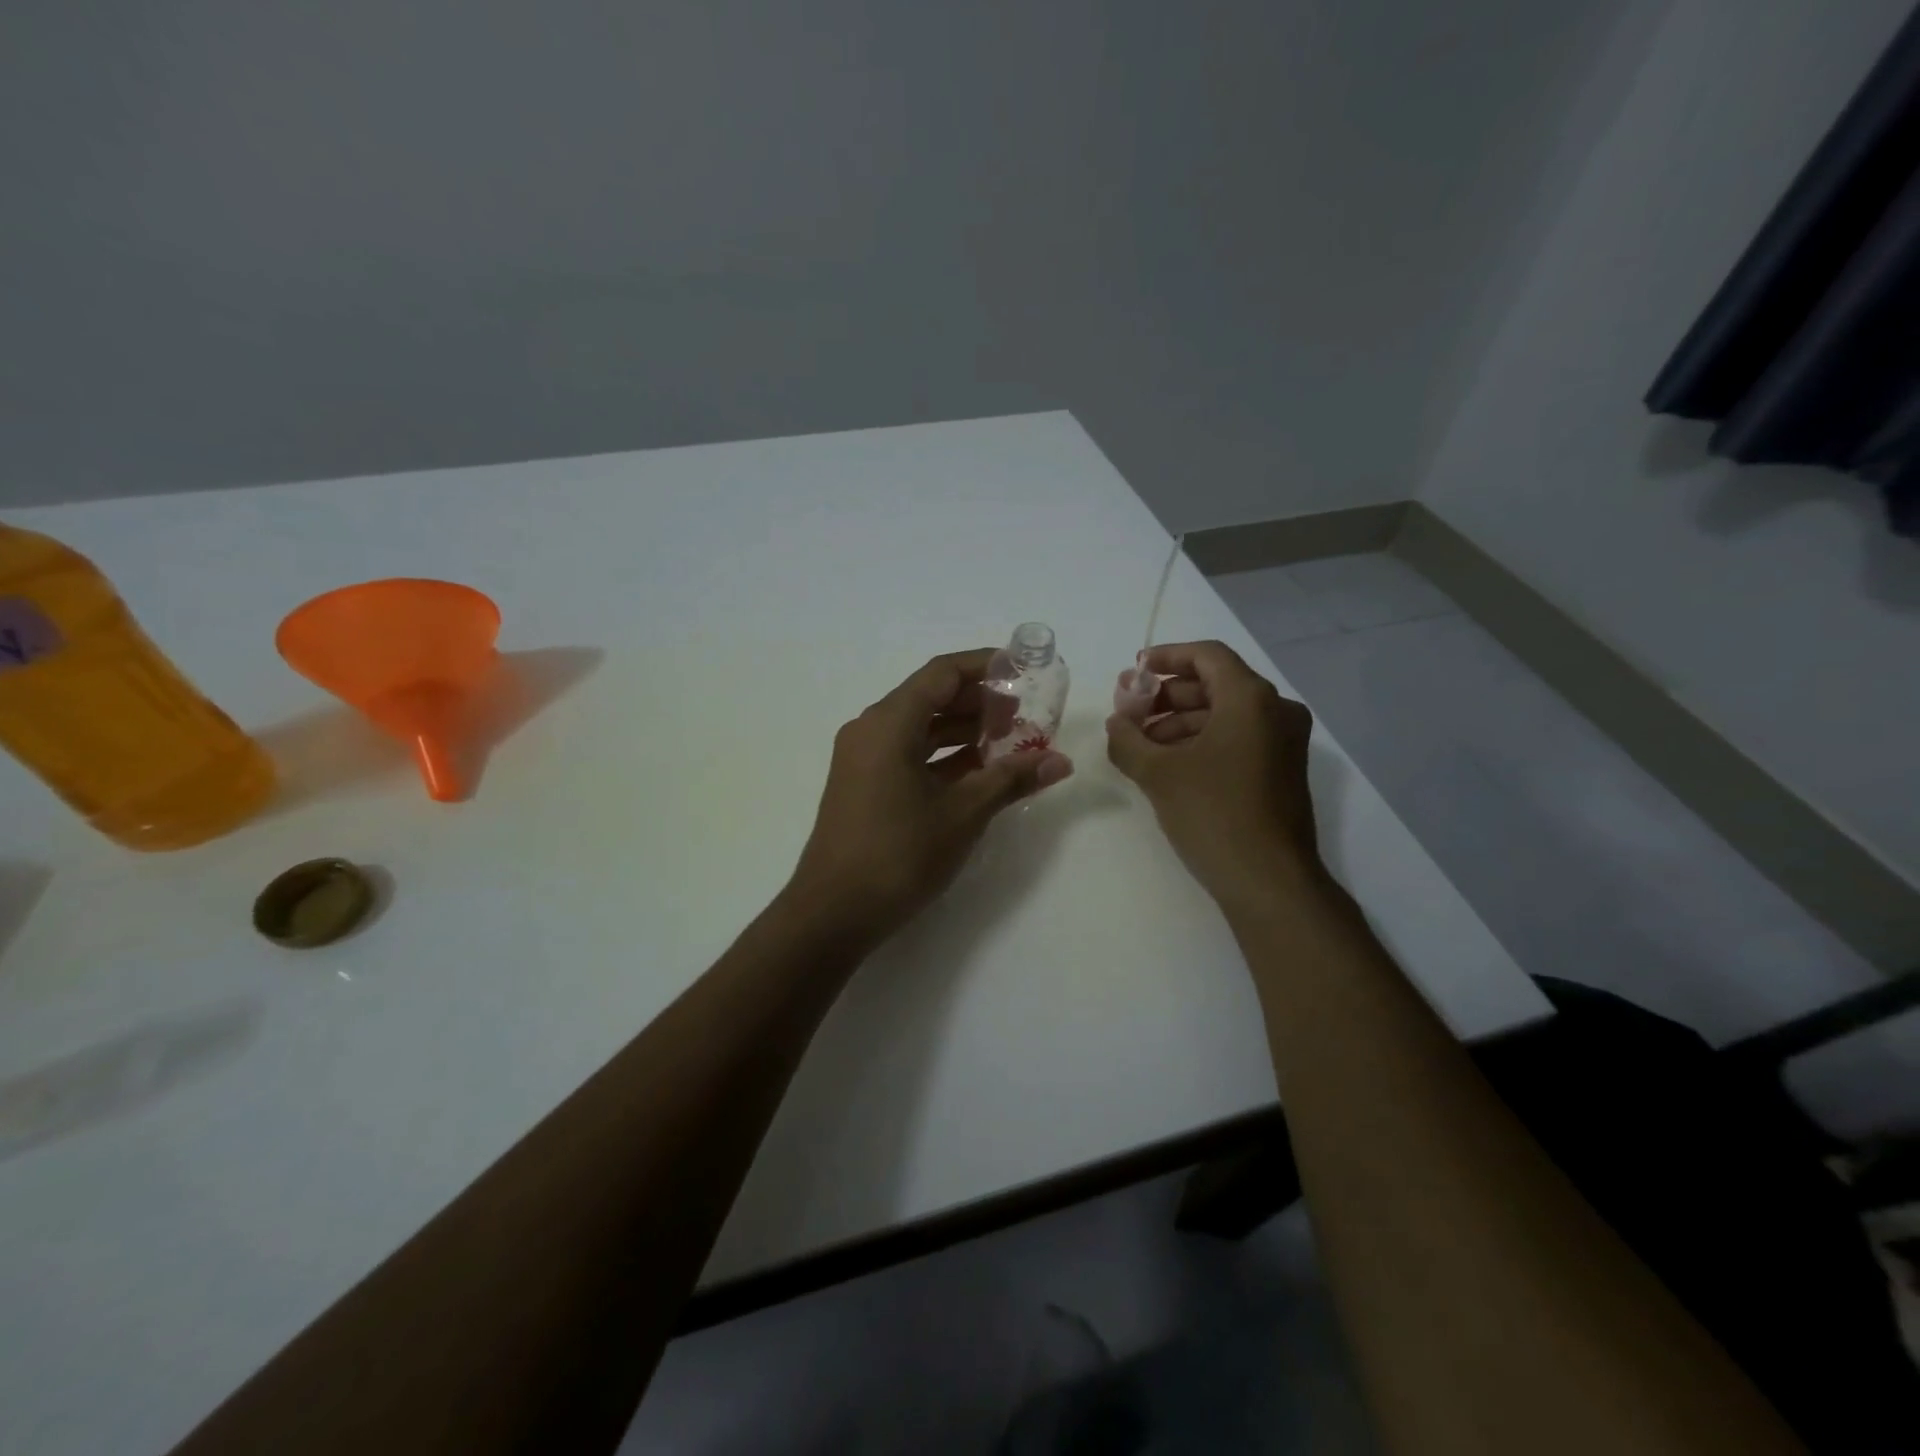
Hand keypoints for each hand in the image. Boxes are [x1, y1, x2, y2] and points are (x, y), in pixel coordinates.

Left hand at [787, 649, 1073, 943]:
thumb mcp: (963, 813)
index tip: (1023, 671)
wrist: (834, 912)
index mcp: (889, 723)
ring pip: (921, 728)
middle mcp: (871, 730)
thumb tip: (1060, 762)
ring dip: (964, 731)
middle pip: (931, 697)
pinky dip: (944, 757)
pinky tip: (980, 771)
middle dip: (980, 702)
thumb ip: (1011, 779)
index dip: (985, 667)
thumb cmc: (899, 853)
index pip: (942, 673)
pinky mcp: (865, 785)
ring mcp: (864, 759)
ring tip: (1011, 742)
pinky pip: (909, 754)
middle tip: (1026, 714)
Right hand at [1105, 640, 1320, 909]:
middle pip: (1215, 684)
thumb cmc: (1213, 814)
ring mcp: (1283, 743)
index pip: (1207, 656)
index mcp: (1251, 699)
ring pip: (1224, 715)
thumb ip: (1128, 739)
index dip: (1166, 657)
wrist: (1269, 881)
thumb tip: (1117, 724)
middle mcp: (1275, 712)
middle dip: (1166, 695)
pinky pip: (1236, 739)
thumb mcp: (1158, 773)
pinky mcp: (1281, 771)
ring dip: (1179, 722)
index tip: (1134, 670)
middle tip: (1129, 712)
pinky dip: (1201, 742)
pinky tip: (1167, 765)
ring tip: (1140, 745)